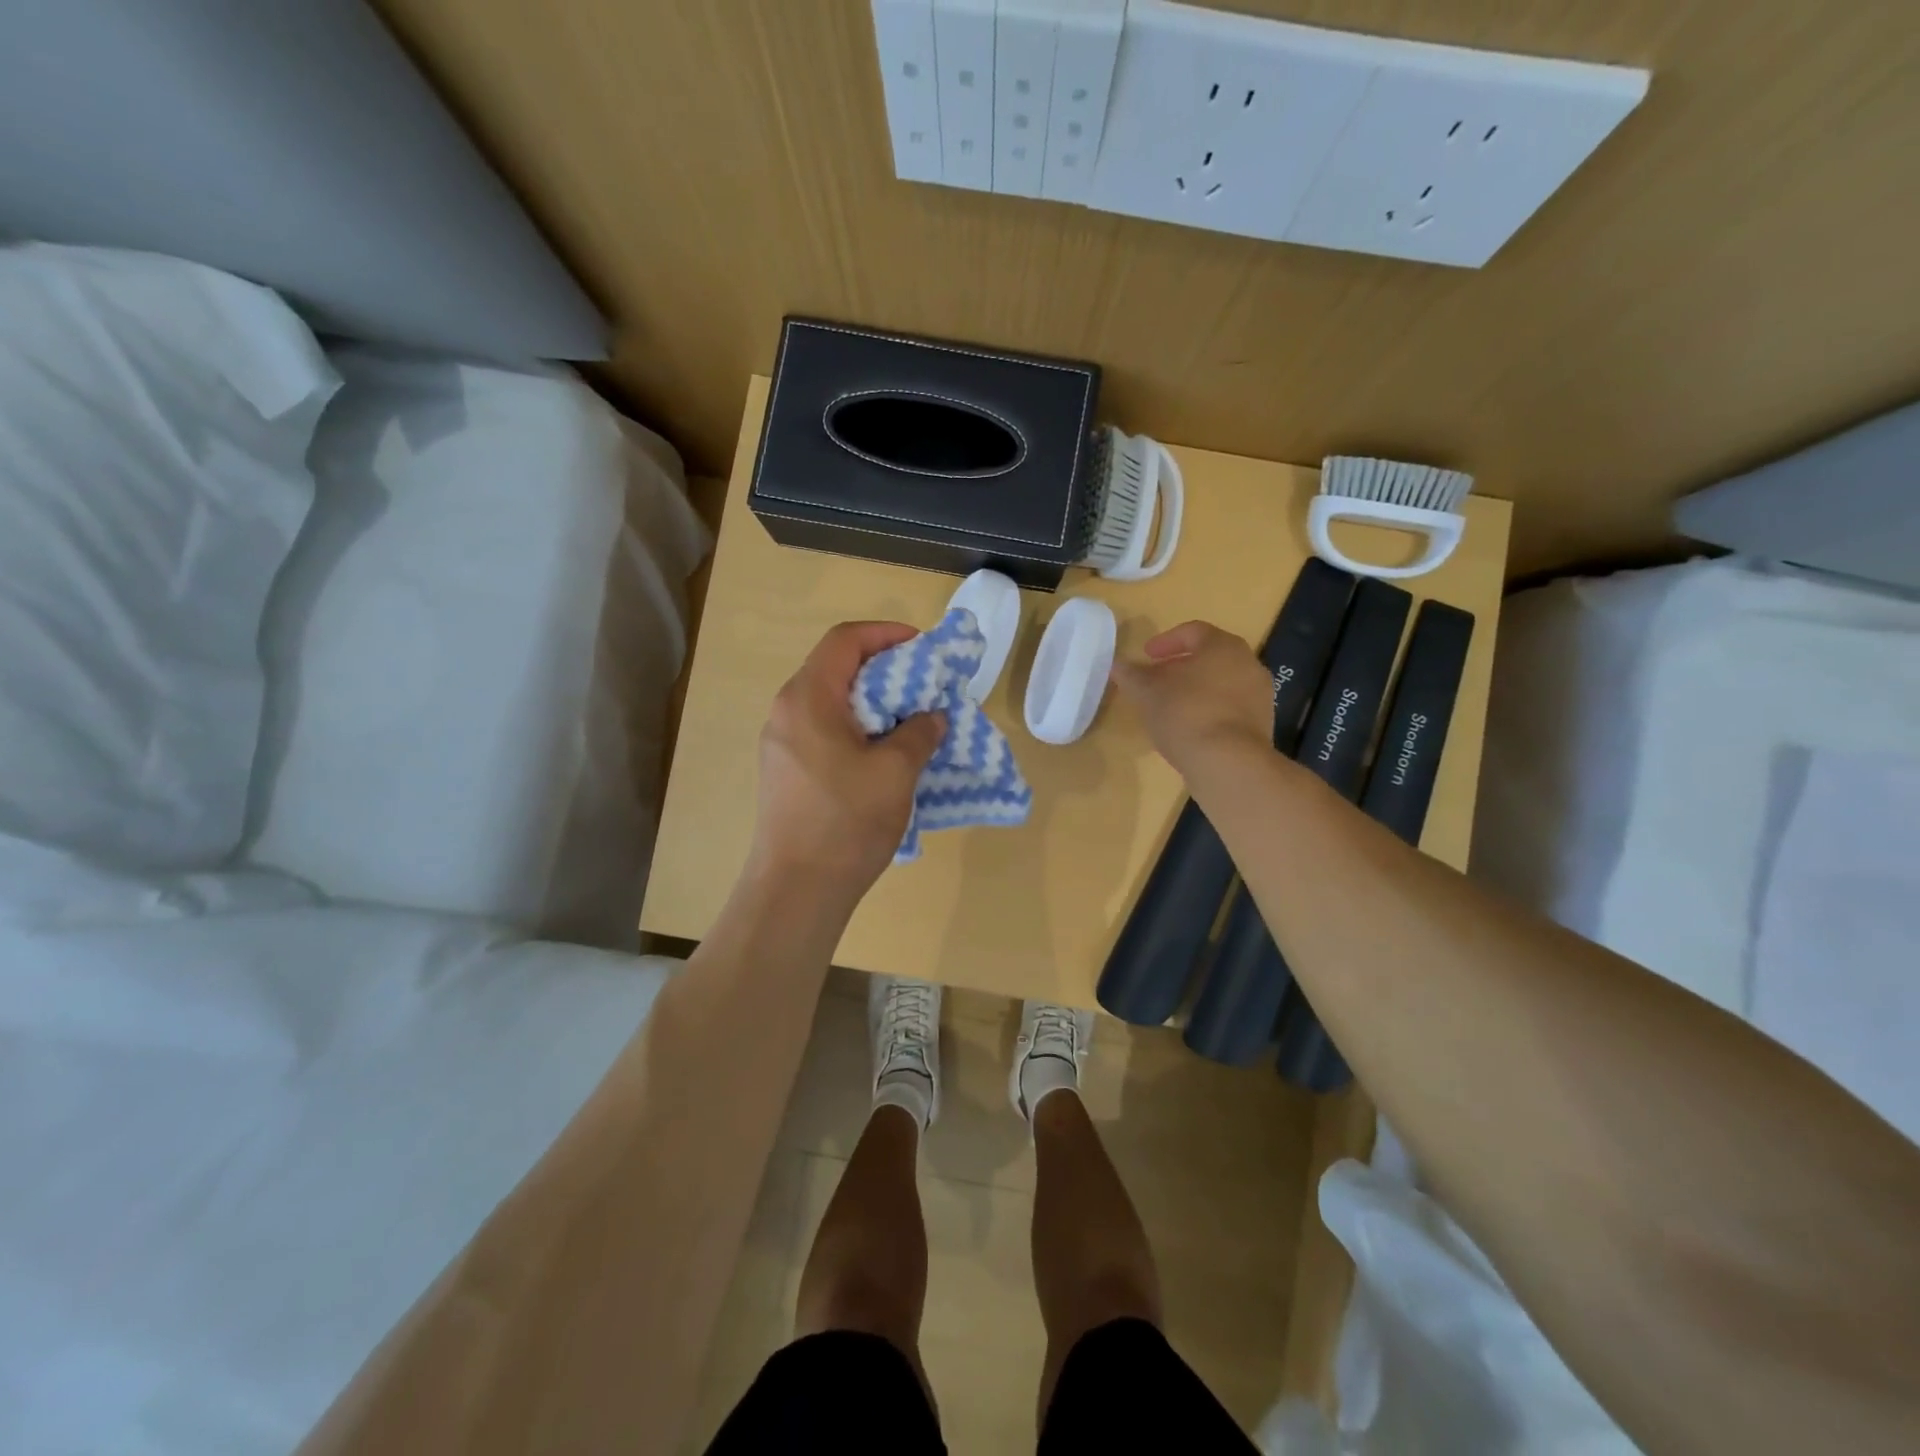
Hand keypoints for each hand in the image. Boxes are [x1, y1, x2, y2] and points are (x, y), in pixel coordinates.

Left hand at [750, 621, 944, 910]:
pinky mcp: (786, 771)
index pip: (845, 640)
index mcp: (808, 698)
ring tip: (912, 722)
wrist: (797, 889)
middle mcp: (787, 711)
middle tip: (926, 687)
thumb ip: (919, 732)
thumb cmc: (846, 822)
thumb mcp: (896, 772)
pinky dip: (859, 729)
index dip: (886, 633)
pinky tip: (886, 756)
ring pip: (833, 703)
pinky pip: (826, 732)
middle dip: (886, 670)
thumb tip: (931, 717)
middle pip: (837, 668)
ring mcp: (782, 743)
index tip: (923, 648)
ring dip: (875, 703)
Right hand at [1111, 621, 1273, 778]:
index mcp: (1223, 646)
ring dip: (1194, 690)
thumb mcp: (1147, 693)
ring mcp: (1259, 695)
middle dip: (1179, 667)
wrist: (1228, 763)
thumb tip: (1118, 665)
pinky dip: (1208, 710)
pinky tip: (1189, 728)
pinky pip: (1229, 707)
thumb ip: (1131, 675)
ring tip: (1169, 707)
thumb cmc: (1186, 714)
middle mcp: (1248, 664)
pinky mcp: (1261, 724)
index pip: (1193, 631)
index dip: (1165, 641)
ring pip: (1220, 683)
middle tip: (1154, 681)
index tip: (1146, 656)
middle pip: (1209, 658)